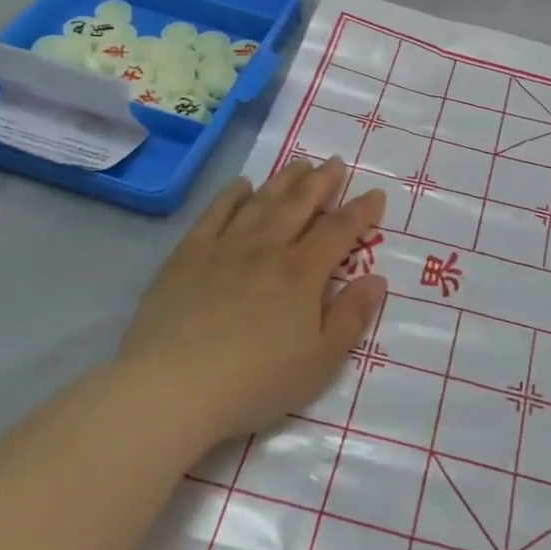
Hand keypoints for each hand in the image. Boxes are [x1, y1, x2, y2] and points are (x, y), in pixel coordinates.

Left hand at [119, 158, 386, 447]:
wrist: (173, 388)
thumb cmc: (255, 382)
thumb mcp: (320, 361)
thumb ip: (351, 317)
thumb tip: (377, 279)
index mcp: (302, 273)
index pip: (339, 231)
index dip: (360, 211)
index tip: (376, 194)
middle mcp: (267, 248)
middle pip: (299, 204)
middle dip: (322, 181)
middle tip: (335, 161)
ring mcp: (225, 247)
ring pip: (261, 202)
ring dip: (283, 180)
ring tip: (299, 163)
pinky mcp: (188, 255)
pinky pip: (215, 213)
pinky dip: (231, 195)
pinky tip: (241, 185)